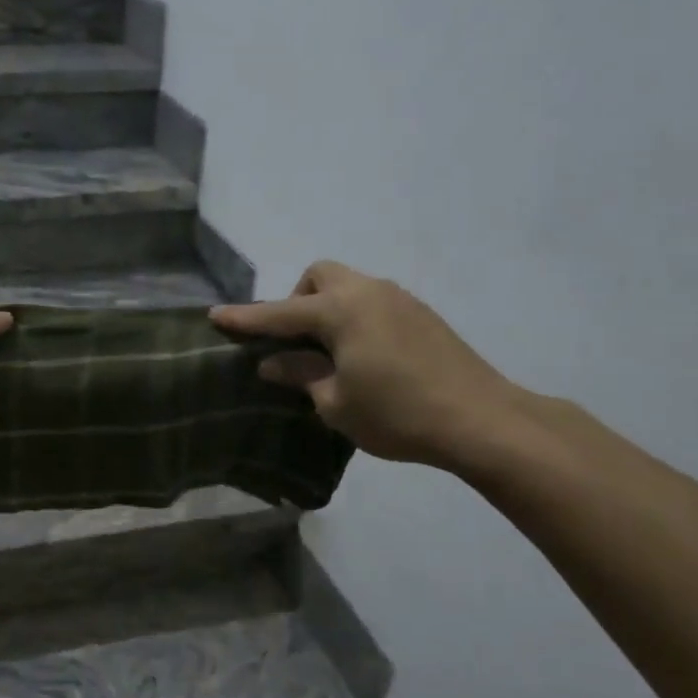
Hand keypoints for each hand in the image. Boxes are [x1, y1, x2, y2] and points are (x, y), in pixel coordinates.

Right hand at [212, 261, 527, 468]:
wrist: (483, 420)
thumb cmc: (398, 414)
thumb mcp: (336, 402)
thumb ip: (301, 374)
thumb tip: (273, 362)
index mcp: (341, 310)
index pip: (279, 313)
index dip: (245, 318)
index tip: (214, 316)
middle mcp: (368, 292)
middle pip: (319, 277)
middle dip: (297, 300)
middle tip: (296, 342)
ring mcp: (400, 299)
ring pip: (349, 286)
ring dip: (328, 309)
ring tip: (329, 354)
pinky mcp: (422, 314)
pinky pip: (373, 302)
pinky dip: (355, 318)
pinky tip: (364, 357)